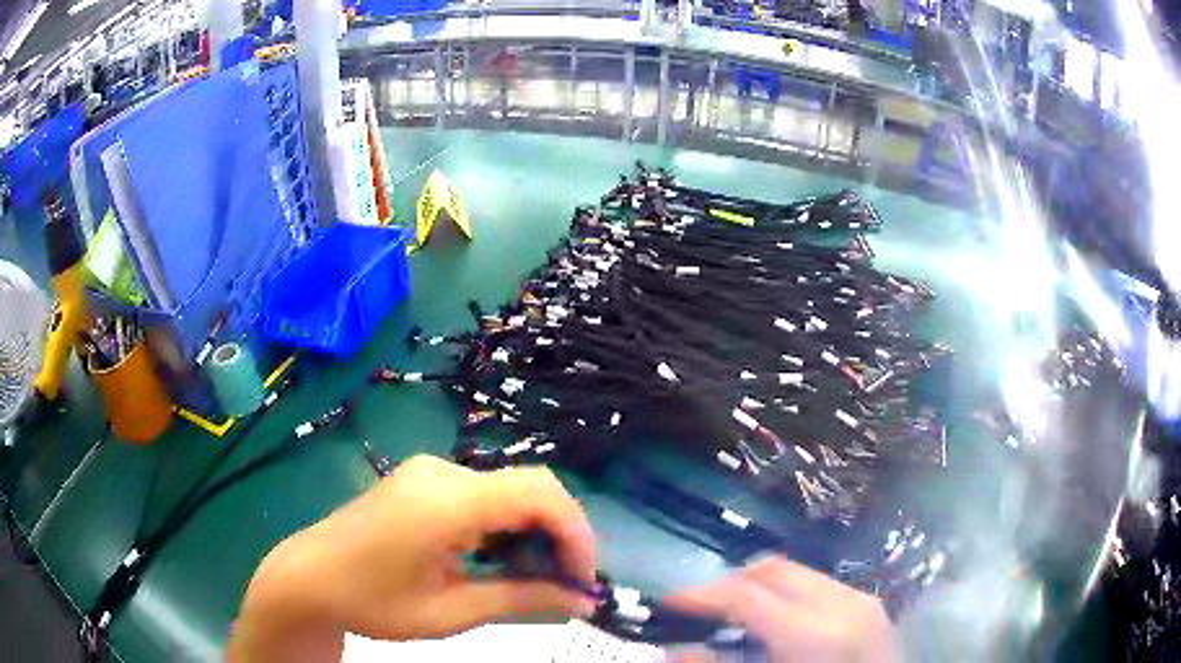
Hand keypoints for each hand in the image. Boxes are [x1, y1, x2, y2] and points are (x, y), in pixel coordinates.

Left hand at [228, 455, 596, 661]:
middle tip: (565, 583)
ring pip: (510, 490)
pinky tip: (497, 559)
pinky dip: (506, 525)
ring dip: (534, 531)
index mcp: (446, 501)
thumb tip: (581, 601)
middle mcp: (443, 472)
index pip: (539, 495)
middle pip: (530, 487)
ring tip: (534, 578)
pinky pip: (484, 494)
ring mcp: (430, 472)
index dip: (576, 533)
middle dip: (560, 534)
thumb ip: (520, 600)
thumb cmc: (373, 601)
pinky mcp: (424, 481)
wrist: (309, 576)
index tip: (583, 579)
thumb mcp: (450, 612)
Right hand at [665, 556, 899, 662]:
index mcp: (809, 633)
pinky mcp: (869, 603)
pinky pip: (819, 584)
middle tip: (702, 609)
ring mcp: (859, 599)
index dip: (700, 595)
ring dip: (760, 587)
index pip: (743, 595)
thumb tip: (671, 652)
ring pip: (797, 572)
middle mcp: (838, 603)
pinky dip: (789, 594)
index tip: (668, 602)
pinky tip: (779, 622)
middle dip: (730, 583)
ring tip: (738, 616)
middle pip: (772, 570)